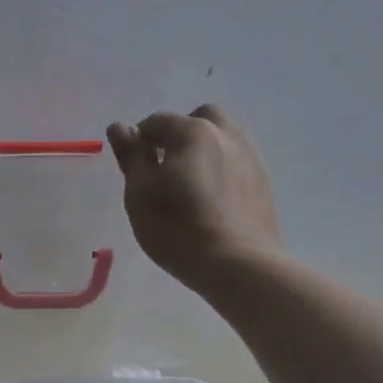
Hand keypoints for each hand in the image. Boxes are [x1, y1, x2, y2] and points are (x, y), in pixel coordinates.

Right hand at [106, 104, 282, 289]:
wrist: (238, 264)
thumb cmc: (177, 229)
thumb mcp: (140, 194)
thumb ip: (131, 156)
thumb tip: (118, 127)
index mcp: (191, 131)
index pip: (157, 122)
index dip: (140, 141)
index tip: (135, 168)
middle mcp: (225, 134)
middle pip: (199, 118)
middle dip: (180, 134)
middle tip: (166, 169)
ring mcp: (250, 156)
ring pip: (223, 137)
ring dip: (204, 149)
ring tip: (190, 185)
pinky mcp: (264, 182)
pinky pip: (237, 161)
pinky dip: (222, 169)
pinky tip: (213, 199)